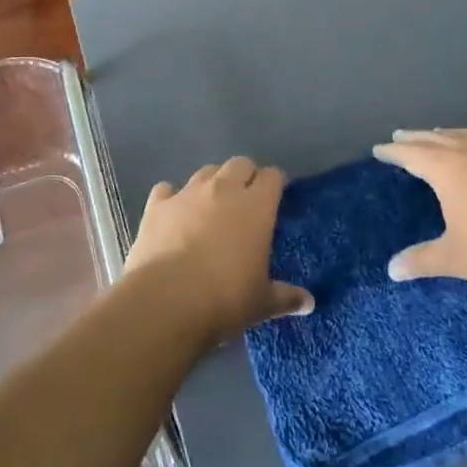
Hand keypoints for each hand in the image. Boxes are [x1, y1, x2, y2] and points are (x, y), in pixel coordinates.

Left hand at [125, 157, 314, 345]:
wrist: (166, 302)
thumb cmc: (225, 299)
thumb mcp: (262, 303)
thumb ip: (286, 297)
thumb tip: (309, 303)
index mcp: (256, 206)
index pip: (272, 177)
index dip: (275, 184)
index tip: (276, 197)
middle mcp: (223, 189)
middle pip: (240, 163)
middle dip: (245, 176)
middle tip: (246, 201)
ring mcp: (187, 193)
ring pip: (206, 171)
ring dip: (213, 183)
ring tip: (212, 206)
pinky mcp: (157, 206)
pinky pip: (166, 190)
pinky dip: (172, 198)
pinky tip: (173, 214)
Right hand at [374, 129, 466, 300]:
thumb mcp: (455, 259)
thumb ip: (421, 260)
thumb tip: (392, 270)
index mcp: (448, 169)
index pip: (412, 154)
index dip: (393, 152)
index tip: (378, 150)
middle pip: (435, 138)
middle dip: (415, 138)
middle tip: (398, 137)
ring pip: (464, 135)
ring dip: (444, 135)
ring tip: (435, 137)